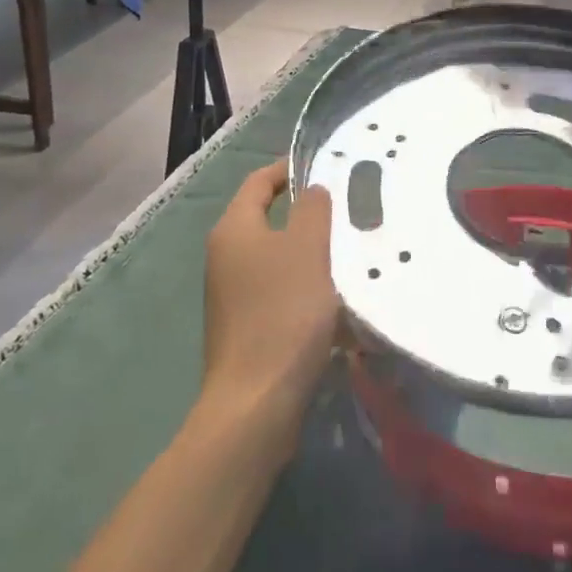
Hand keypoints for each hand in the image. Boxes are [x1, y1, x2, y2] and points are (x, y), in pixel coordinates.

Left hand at [199, 161, 338, 447]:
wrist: (256, 404)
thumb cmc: (283, 313)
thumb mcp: (307, 249)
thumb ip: (313, 210)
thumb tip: (313, 190)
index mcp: (234, 229)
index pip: (259, 181)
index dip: (288, 168)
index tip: (324, 166)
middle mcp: (225, 255)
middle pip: (266, 217)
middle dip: (304, 211)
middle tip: (343, 208)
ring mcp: (230, 293)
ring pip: (274, 255)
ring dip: (307, 250)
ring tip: (346, 250)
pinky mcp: (243, 325)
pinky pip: (276, 288)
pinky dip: (302, 283)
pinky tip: (332, 297)